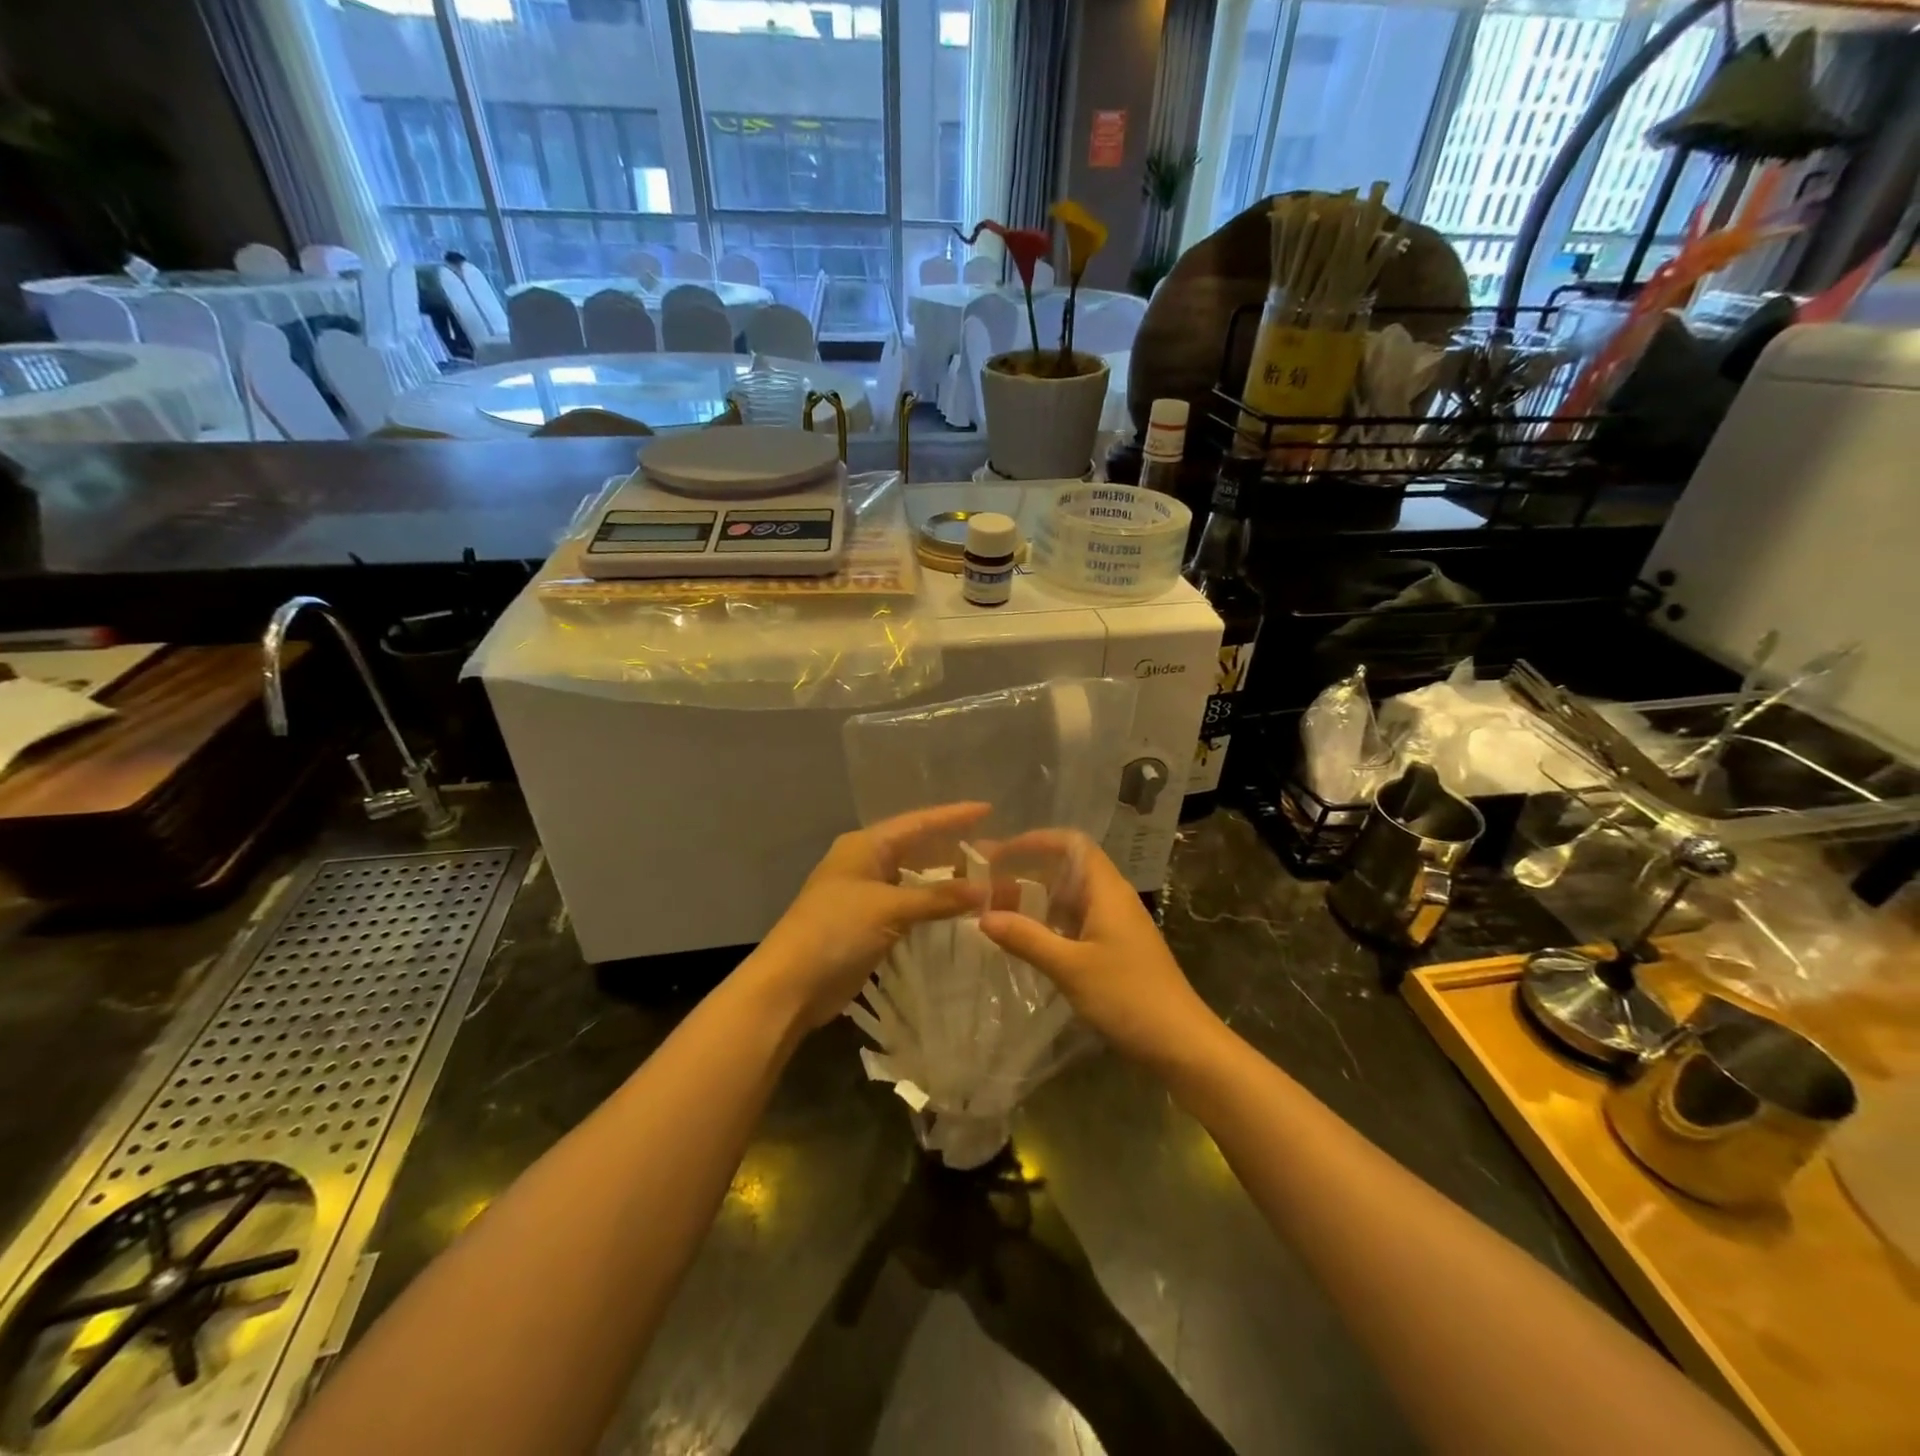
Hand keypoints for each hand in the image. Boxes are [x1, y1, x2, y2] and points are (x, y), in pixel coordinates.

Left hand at [752, 802, 989, 1028]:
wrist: (790, 985)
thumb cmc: (835, 930)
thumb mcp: (889, 907)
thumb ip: (938, 897)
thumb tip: (985, 890)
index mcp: (865, 845)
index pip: (918, 822)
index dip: (953, 816)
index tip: (988, 809)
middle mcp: (866, 863)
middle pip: (918, 849)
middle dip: (954, 851)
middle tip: (996, 852)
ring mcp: (866, 895)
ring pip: (915, 880)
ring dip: (946, 883)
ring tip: (987, 882)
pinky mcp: (868, 925)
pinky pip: (909, 907)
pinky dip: (933, 908)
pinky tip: (960, 913)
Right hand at [977, 833, 1218, 1068]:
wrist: (1182, 1044)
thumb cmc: (1128, 996)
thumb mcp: (1071, 968)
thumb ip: (1027, 938)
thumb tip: (983, 916)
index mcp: (1107, 890)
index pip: (1071, 844)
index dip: (1035, 841)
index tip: (1000, 853)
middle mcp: (1112, 899)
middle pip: (1066, 869)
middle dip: (1026, 872)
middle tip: (985, 882)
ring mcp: (1115, 925)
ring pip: (1069, 899)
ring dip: (1034, 900)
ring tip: (994, 910)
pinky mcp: (1114, 949)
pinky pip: (1075, 923)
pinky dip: (1048, 924)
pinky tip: (1024, 939)